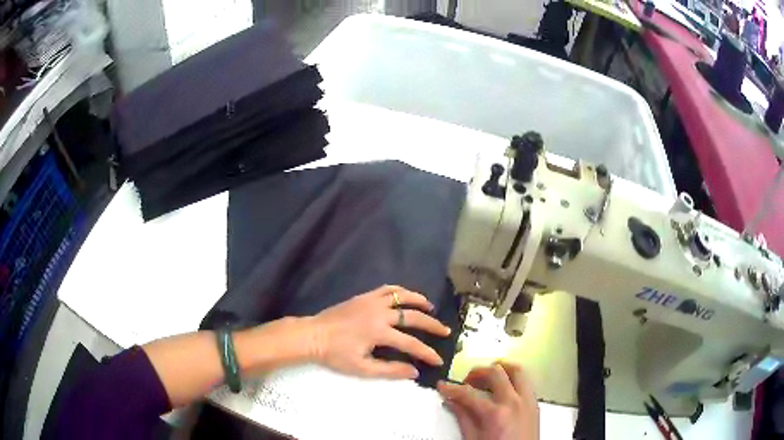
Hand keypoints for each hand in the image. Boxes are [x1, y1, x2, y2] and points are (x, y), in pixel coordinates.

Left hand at [308, 285, 451, 378]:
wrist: (312, 335)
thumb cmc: (335, 354)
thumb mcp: (362, 368)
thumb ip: (390, 370)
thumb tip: (414, 371)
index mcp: (379, 332)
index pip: (411, 343)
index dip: (427, 353)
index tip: (438, 360)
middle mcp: (379, 313)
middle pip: (413, 316)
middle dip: (432, 325)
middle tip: (445, 331)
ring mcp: (371, 301)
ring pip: (402, 296)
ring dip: (419, 300)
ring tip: (431, 307)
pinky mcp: (364, 296)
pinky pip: (387, 289)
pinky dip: (400, 291)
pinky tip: (405, 296)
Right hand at [438, 362, 538, 439]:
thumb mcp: (473, 439)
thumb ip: (463, 418)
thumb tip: (451, 401)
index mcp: (495, 414)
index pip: (468, 394)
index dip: (452, 388)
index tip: (442, 386)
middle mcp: (514, 402)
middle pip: (495, 373)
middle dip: (477, 372)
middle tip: (466, 380)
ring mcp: (527, 400)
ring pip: (517, 370)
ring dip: (500, 368)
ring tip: (487, 376)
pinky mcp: (535, 403)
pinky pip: (526, 381)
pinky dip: (513, 377)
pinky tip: (503, 386)